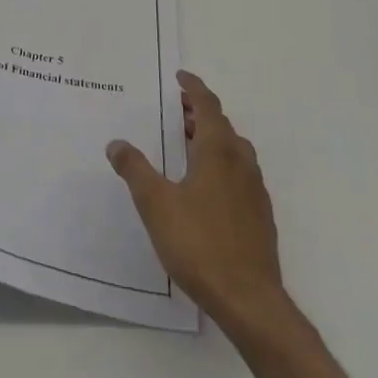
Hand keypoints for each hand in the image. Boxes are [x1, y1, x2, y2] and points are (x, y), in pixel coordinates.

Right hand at [107, 70, 284, 330]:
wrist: (249, 300)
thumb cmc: (200, 244)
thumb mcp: (156, 204)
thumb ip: (135, 170)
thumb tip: (116, 143)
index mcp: (218, 152)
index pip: (208, 106)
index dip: (194, 88)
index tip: (180, 77)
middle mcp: (241, 163)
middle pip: (223, 126)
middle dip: (200, 113)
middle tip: (177, 111)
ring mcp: (255, 191)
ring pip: (235, 151)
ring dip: (213, 139)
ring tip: (189, 145)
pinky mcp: (260, 216)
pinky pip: (240, 174)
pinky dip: (222, 164)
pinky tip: (206, 188)